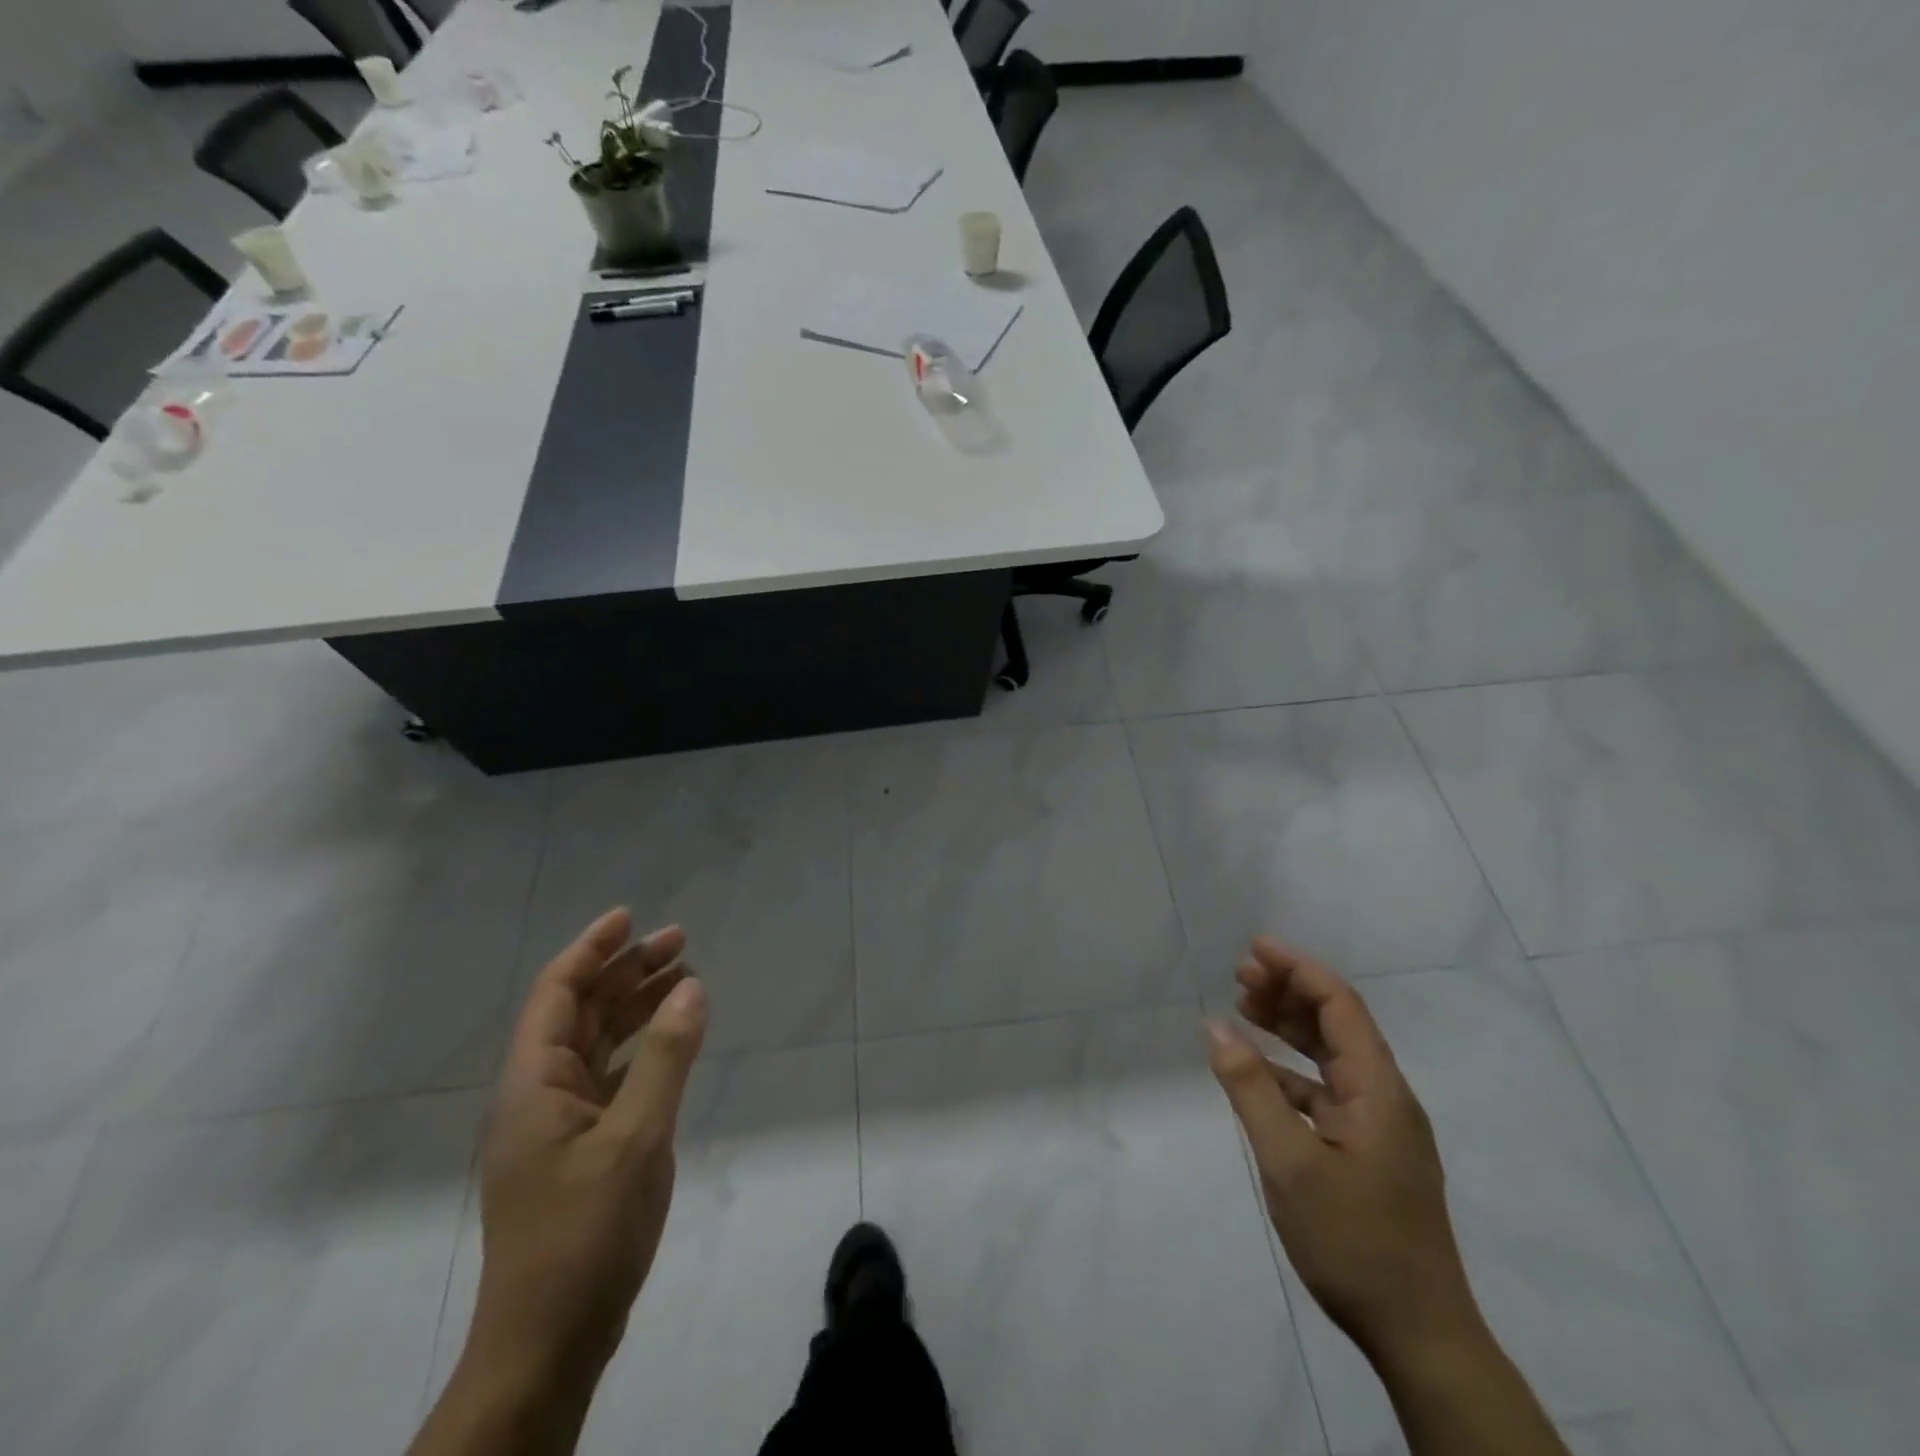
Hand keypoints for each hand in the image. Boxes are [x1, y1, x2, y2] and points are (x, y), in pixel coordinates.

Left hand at [470, 908, 708, 1380]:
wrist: (549, 1344)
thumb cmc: (584, 1234)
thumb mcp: (636, 1138)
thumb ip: (667, 1057)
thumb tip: (691, 985)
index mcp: (533, 1085)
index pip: (556, 994)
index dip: (591, 949)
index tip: (631, 917)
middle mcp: (539, 1095)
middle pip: (580, 1012)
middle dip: (625, 972)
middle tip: (679, 941)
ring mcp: (559, 1125)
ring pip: (598, 1044)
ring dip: (637, 1007)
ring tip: (684, 977)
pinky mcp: (581, 1150)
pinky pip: (611, 1077)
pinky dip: (643, 1050)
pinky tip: (675, 1042)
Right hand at [1206, 938, 1479, 1368]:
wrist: (1419, 1336)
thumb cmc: (1353, 1241)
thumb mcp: (1289, 1161)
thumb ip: (1251, 1090)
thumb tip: (1215, 1027)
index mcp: (1379, 1090)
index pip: (1340, 1005)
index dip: (1298, 969)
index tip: (1254, 948)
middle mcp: (1385, 1097)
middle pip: (1337, 1024)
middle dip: (1289, 992)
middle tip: (1239, 974)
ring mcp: (1379, 1127)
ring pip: (1330, 1056)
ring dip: (1289, 1027)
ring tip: (1243, 1005)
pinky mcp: (1368, 1152)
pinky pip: (1325, 1091)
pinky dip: (1290, 1071)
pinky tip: (1256, 1072)